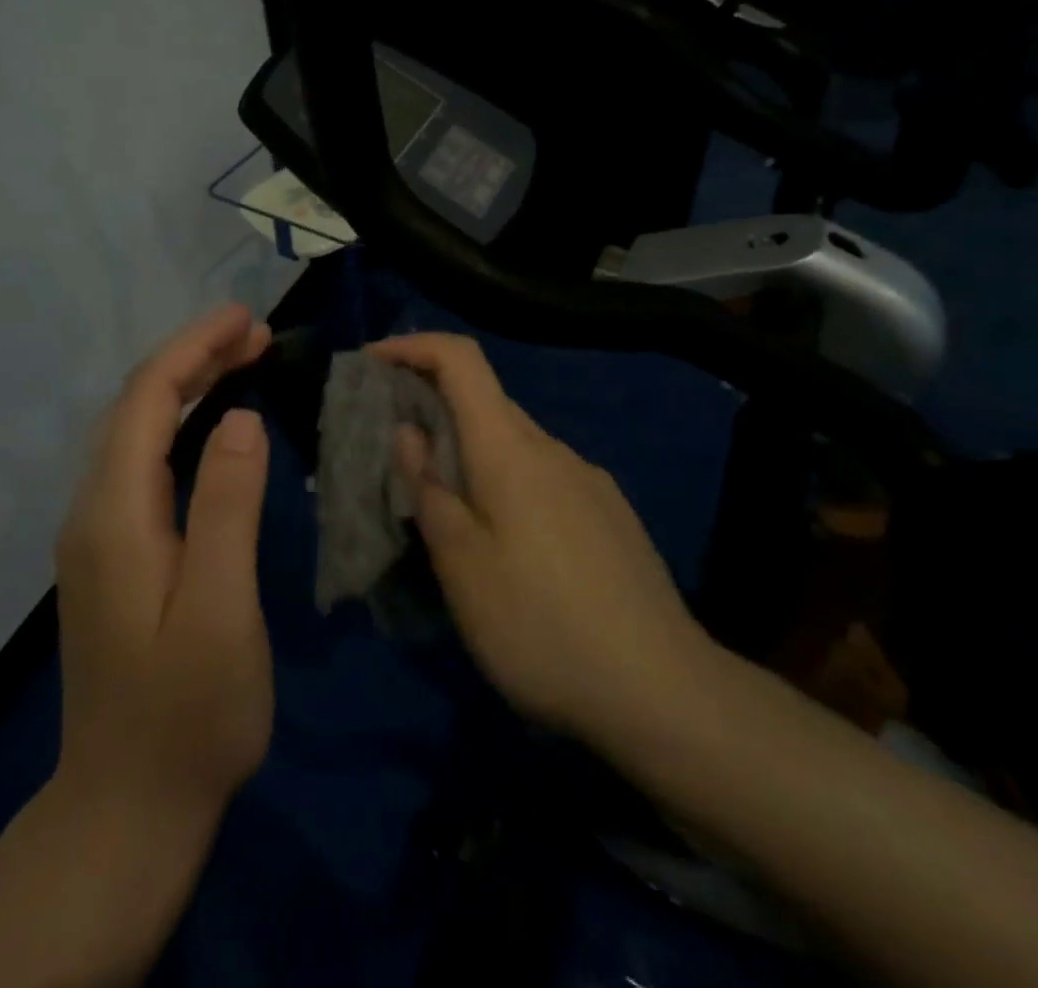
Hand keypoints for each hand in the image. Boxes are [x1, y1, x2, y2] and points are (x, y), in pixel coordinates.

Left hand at [55, 301, 275, 824]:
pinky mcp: (111, 552)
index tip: (247, 318)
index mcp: (114, 514)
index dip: (194, 348)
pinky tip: (213, 423)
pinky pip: (142, 461)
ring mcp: (96, 532)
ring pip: (137, 430)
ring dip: (187, 385)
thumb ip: (228, 508)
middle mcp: (92, 510)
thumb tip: (240, 418)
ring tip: (244, 360)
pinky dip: (180, 423)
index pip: (147, 399)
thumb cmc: (188, 715)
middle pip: (136, 406)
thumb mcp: (221, 611)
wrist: (127, 808)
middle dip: (194, 356)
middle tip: (258, 334)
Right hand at [371, 332, 713, 748]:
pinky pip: (542, 475)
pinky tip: (504, 542)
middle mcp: (552, 448)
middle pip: (485, 400)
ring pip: (514, 443)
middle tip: (392, 451)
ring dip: (469, 452)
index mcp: (510, 449)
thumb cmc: (541, 626)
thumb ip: (429, 489)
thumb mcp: (462, 565)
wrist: (665, 693)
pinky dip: (505, 481)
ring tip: (442, 506)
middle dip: (432, 407)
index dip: (413, 346)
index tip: (372, 362)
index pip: (461, 359)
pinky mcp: (609, 514)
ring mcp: (588, 480)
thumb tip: (410, 432)